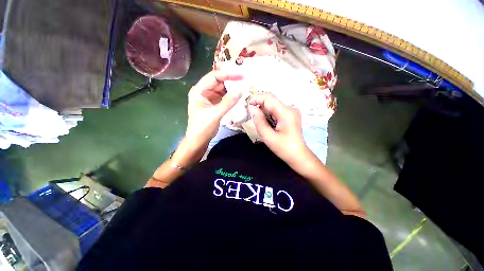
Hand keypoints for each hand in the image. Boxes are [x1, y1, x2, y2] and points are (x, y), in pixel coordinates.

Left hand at [185, 70, 242, 148]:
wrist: (198, 141)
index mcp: (199, 91)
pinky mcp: (214, 104)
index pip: (214, 77)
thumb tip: (241, 90)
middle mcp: (203, 91)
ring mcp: (209, 98)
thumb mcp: (215, 114)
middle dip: (231, 81)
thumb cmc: (203, 128)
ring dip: (232, 88)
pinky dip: (231, 96)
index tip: (241, 76)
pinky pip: (223, 97)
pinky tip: (238, 95)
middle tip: (245, 80)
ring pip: (222, 89)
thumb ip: (228, 102)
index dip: (228, 75)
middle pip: (218, 81)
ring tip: (244, 87)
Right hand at [247, 93, 308, 163]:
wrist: (298, 155)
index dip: (256, 98)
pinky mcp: (290, 114)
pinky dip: (268, 113)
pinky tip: (265, 121)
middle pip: (271, 100)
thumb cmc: (283, 148)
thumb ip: (259, 121)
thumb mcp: (268, 136)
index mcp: (286, 113)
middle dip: (258, 104)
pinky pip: (276, 109)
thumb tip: (251, 108)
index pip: (269, 98)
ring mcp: (291, 111)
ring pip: (272, 104)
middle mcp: (290, 108)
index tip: (246, 105)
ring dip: (263, 109)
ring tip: (256, 118)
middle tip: (249, 112)